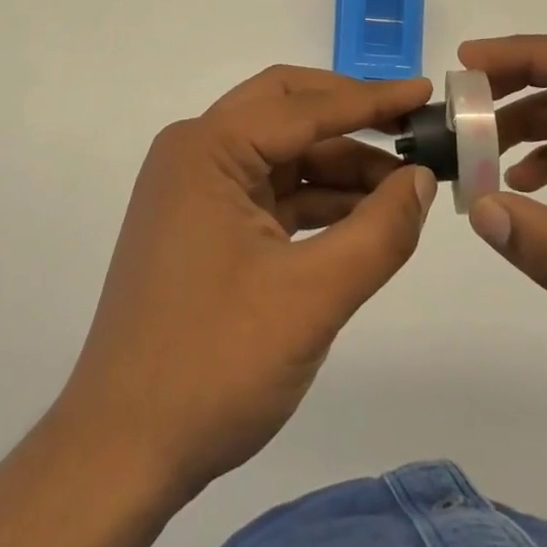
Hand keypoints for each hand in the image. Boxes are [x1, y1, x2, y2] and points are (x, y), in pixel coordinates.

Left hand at [56, 67, 437, 495]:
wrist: (121, 454)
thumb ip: (378, 232)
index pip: (303, 106)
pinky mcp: (202, 225)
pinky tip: (363, 217)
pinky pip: (269, 191)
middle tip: (410, 125)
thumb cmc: (213, 363)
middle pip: (286, 110)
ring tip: (404, 186)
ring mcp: (195, 189)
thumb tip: (422, 179)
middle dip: (350, 116)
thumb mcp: (311, 298)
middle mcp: (196, 152)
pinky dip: (316, 199)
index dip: (370, 99)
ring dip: (338, 164)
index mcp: (208, 148)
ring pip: (280, 153)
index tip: (424, 92)